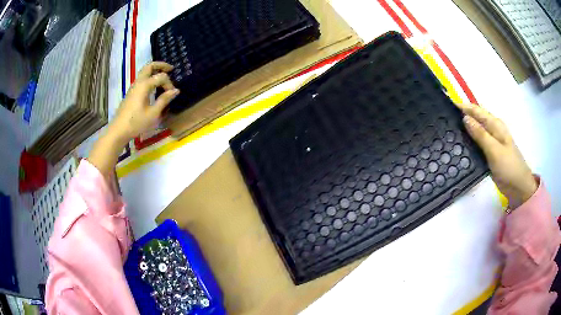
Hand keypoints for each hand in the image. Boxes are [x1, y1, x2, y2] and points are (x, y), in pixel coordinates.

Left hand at [108, 61, 179, 144]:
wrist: (119, 130)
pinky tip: (154, 87)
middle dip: (161, 65)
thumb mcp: (153, 113)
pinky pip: (141, 79)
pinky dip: (150, 78)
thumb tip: (176, 90)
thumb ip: (164, 100)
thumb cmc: (136, 122)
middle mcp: (138, 82)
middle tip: (171, 69)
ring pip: (144, 72)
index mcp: (144, 85)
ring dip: (154, 71)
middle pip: (149, 67)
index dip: (169, 84)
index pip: (161, 77)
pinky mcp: (131, 93)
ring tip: (164, 76)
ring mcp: (133, 87)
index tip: (172, 94)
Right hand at [456, 103, 536, 208]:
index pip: (476, 110)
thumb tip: (465, 118)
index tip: (447, 105)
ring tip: (449, 130)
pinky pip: (477, 144)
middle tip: (445, 118)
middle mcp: (493, 130)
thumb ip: (480, 134)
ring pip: (475, 131)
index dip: (463, 107)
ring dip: (465, 129)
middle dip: (462, 116)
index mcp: (495, 124)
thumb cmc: (508, 166)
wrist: (518, 187)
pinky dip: (469, 142)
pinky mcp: (489, 153)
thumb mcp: (494, 149)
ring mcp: (491, 142)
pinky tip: (461, 145)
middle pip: (475, 119)